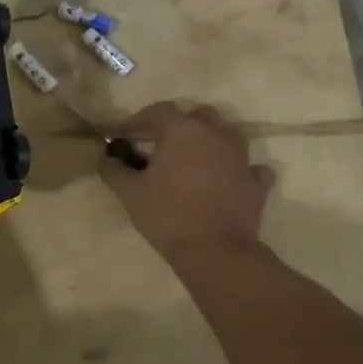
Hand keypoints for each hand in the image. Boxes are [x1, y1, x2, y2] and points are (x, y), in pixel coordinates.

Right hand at [99, 102, 269, 259]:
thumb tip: (105, 158)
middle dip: (179, 124)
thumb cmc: (168, 216)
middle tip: (161, 143)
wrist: (215, 252)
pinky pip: (250, 167)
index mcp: (183, 130)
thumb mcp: (130, 193)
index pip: (158, 111)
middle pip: (198, 115)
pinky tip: (230, 179)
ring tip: (194, 159)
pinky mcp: (257, 182)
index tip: (126, 135)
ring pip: (227, 134)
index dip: (139, 120)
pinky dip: (239, 169)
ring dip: (210, 140)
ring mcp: (241, 157)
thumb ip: (114, 170)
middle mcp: (216, 134)